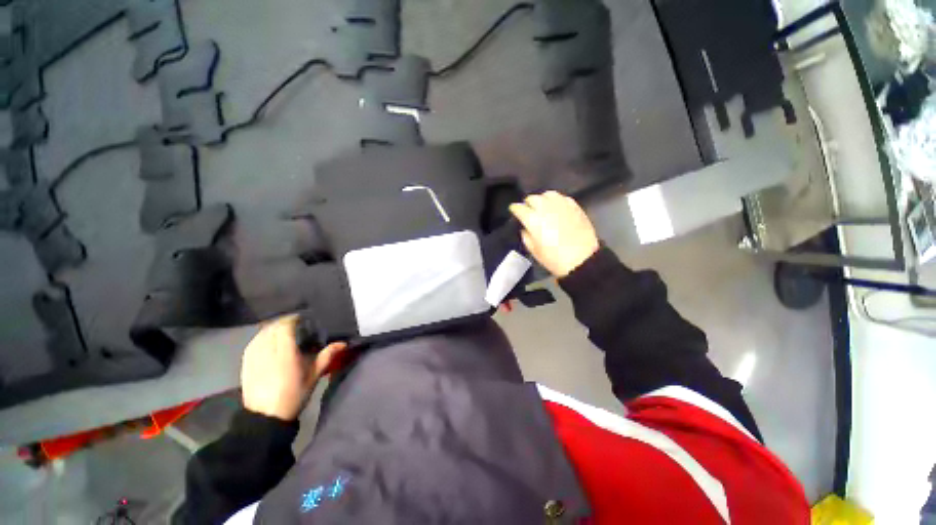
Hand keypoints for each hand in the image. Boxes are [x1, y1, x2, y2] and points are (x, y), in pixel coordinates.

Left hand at [240, 315, 347, 420]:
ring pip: (261, 334)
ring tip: (281, 329)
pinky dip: (261, 337)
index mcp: (285, 354)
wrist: (266, 417)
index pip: (285, 328)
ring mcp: (254, 358)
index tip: (302, 318)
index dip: (292, 319)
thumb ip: (327, 356)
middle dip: (283, 322)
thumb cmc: (294, 395)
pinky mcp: (246, 364)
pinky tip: (267, 340)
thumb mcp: (314, 376)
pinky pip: (252, 343)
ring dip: (271, 328)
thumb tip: (343, 343)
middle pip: (272, 328)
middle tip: (294, 323)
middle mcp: (267, 352)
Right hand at [509, 191, 599, 277]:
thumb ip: (526, 236)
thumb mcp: (534, 251)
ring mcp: (561, 206)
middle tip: (527, 209)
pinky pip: (562, 197)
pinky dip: (556, 200)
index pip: (519, 208)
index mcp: (533, 220)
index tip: (514, 210)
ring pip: (548, 194)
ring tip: (542, 206)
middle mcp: (546, 209)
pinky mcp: (574, 207)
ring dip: (542, 199)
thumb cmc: (555, 259)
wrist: (582, 260)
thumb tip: (525, 228)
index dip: (515, 209)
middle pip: (533, 198)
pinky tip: (556, 207)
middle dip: (528, 203)